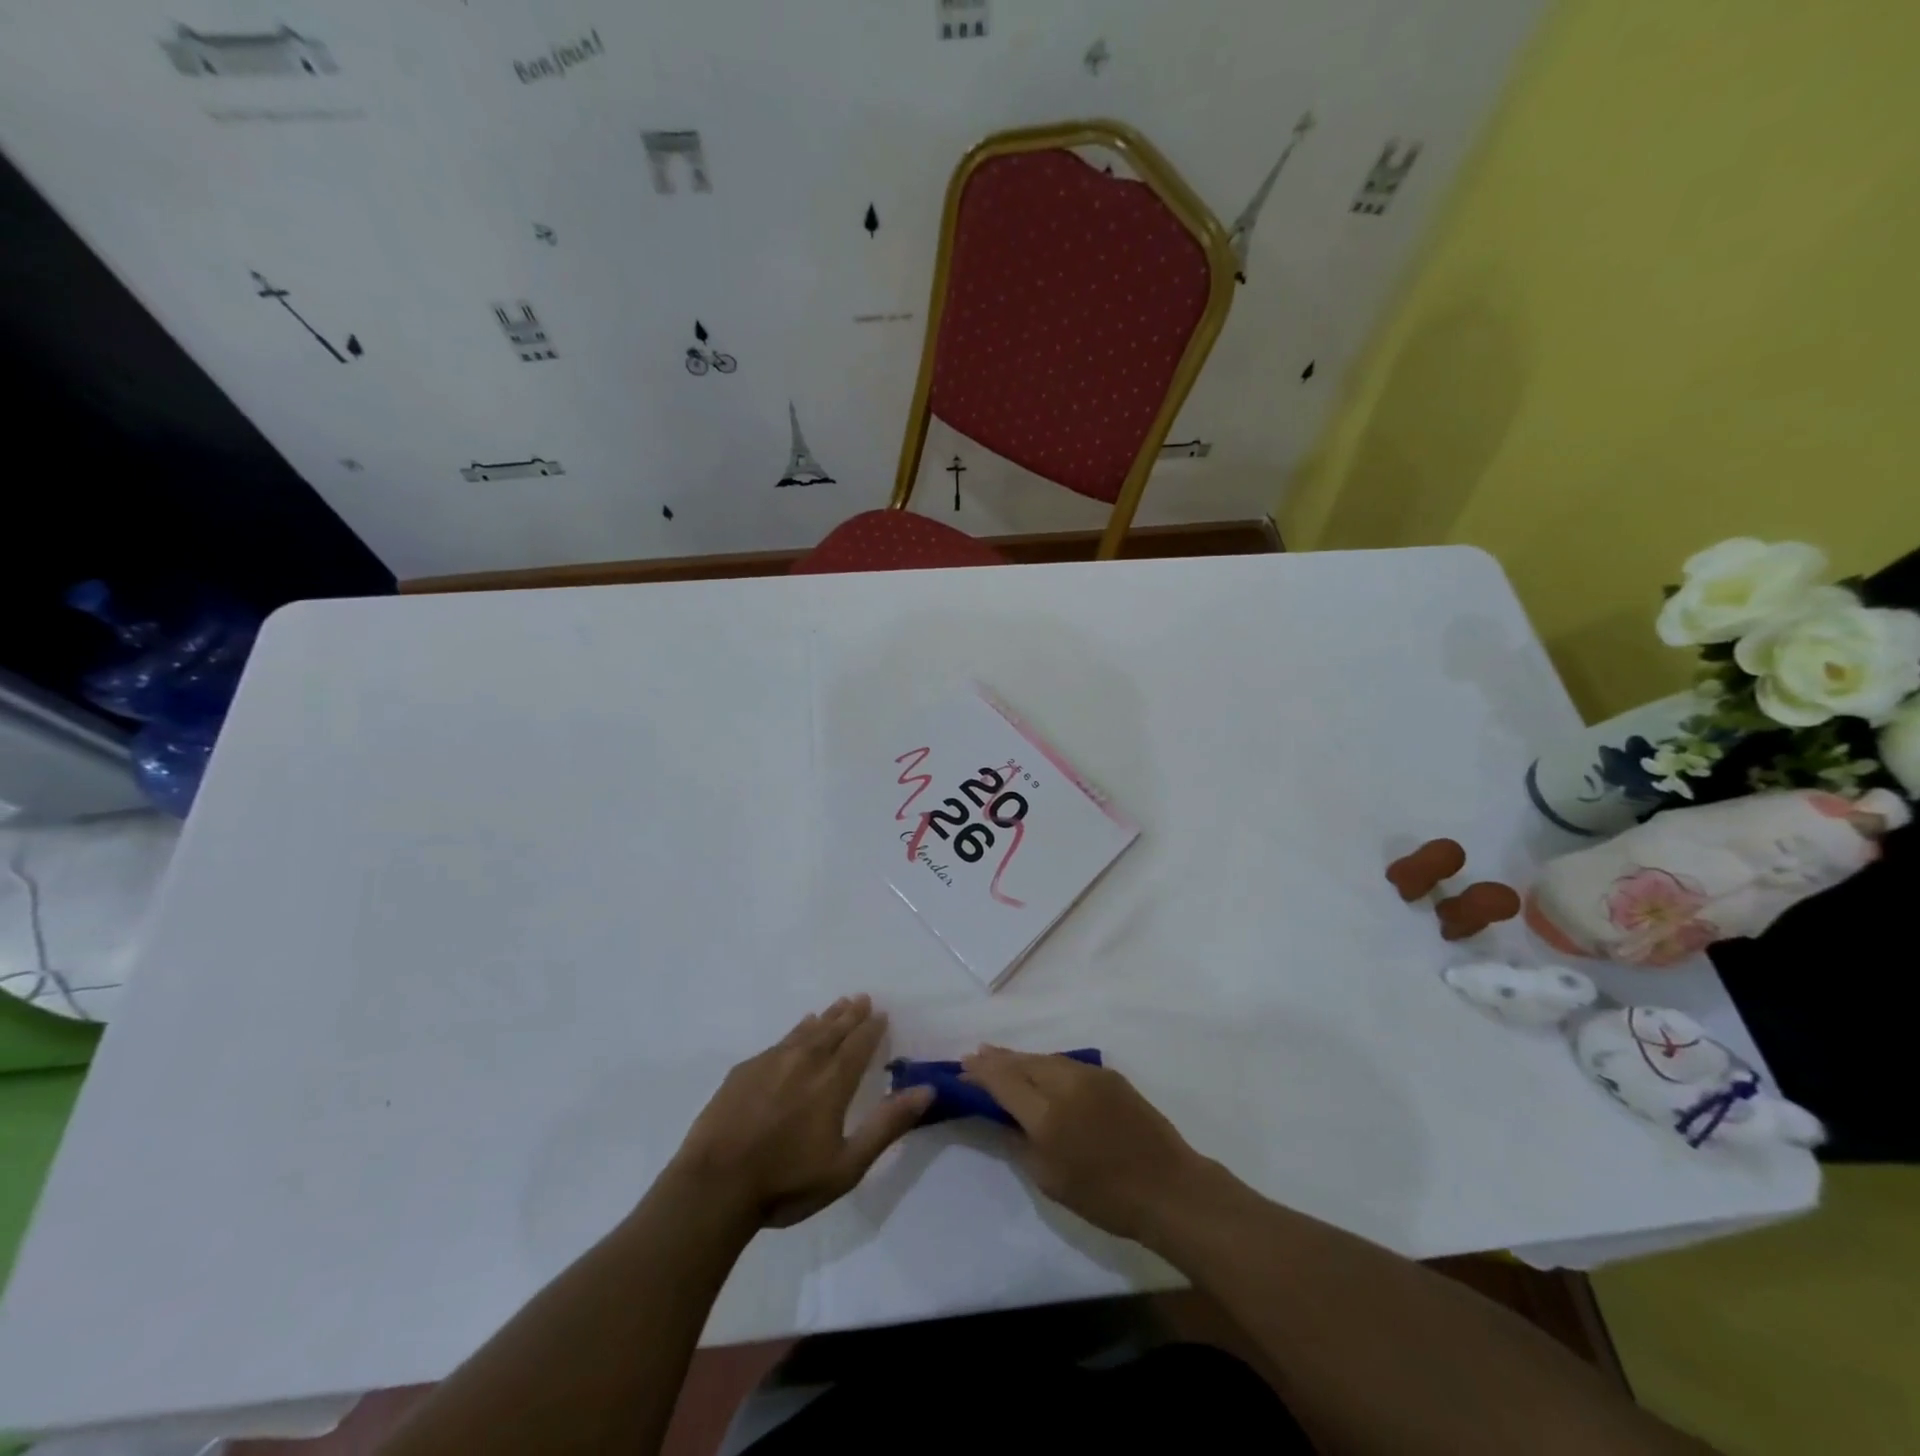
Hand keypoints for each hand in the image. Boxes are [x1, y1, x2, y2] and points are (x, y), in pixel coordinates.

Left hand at [671, 996, 932, 1228]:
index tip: (881, 1014)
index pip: (859, 1044)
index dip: (872, 1028)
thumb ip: (887, 1125)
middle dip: (851, 1014)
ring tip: (838, 1005)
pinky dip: (797, 1030)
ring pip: (806, 1030)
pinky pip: (781, 1040)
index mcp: (832, 1081)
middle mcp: (805, 1061)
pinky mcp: (745, 1070)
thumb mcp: (847, 1165)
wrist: (713, 1187)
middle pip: (833, 1029)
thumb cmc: (786, 1182)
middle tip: (862, 998)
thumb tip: (926, 1090)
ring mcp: (771, 1062)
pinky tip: (799, 1029)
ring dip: (826, 1017)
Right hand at [962, 1046, 1206, 1242]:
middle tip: (974, 1057)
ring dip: (1020, 1059)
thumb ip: (1019, 1141)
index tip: (961, 1068)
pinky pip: (1066, 1063)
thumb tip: (1000, 1116)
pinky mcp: (1109, 1075)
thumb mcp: (1049, 1179)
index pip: (1002, 1080)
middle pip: (1021, 1062)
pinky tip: (1039, 1069)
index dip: (979, 1072)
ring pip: (1044, 1058)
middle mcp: (1064, 1083)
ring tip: (1000, 1059)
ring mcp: (1089, 1074)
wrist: (1168, 1187)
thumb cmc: (1104, 1196)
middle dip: (996, 1059)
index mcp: (1046, 1114)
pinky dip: (1045, 1064)